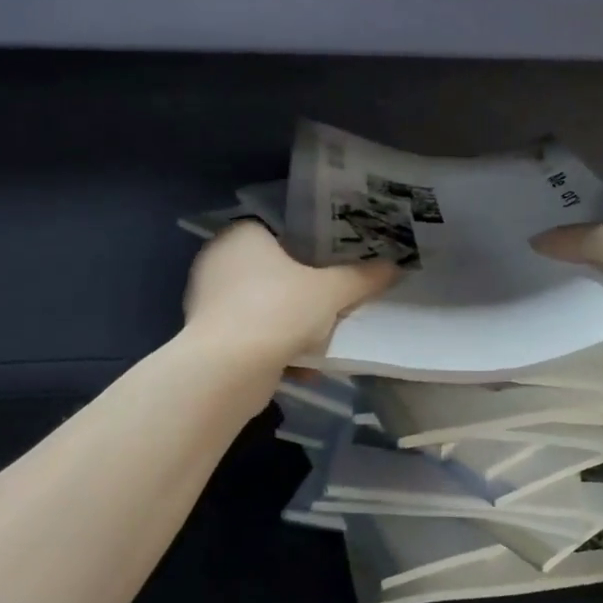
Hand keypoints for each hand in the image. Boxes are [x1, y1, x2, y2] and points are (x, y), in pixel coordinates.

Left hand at [184, 221, 398, 363]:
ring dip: (292, 328)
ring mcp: (208, 300)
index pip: (280, 234)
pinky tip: (302, 368)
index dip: (309, 252)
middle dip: (303, 296)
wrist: (228, 369)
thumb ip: (361, 279)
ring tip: (322, 342)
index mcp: (242, 236)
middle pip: (274, 274)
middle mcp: (219, 261)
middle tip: (333, 306)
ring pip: (264, 309)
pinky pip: (252, 336)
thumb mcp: (330, 292)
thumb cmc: (278, 310)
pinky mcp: (208, 337)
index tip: (333, 272)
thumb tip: (394, 267)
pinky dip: (275, 350)